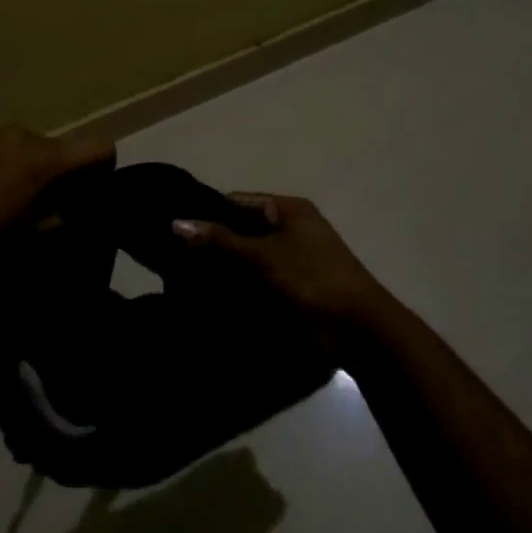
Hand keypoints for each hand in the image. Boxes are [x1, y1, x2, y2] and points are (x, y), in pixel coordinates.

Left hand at [0, 126, 113, 263]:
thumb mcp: (29, 236)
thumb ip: (60, 220)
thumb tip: (74, 215)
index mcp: (44, 158)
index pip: (99, 147)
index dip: (104, 169)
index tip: (93, 194)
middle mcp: (24, 134)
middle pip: (64, 148)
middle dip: (64, 173)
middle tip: (51, 206)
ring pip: (34, 146)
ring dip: (35, 168)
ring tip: (14, 202)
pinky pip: (6, 147)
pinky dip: (9, 165)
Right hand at [172, 193, 391, 346]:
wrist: (359, 331)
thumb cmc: (311, 280)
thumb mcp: (262, 256)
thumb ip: (220, 240)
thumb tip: (175, 222)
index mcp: (288, 210)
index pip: (236, 202)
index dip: (206, 212)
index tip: (172, 228)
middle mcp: (291, 229)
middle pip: (241, 230)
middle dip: (212, 244)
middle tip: (173, 258)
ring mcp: (294, 261)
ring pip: (247, 259)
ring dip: (223, 270)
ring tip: (181, 280)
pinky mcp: (294, 289)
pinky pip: (257, 282)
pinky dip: (237, 289)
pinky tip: (208, 299)